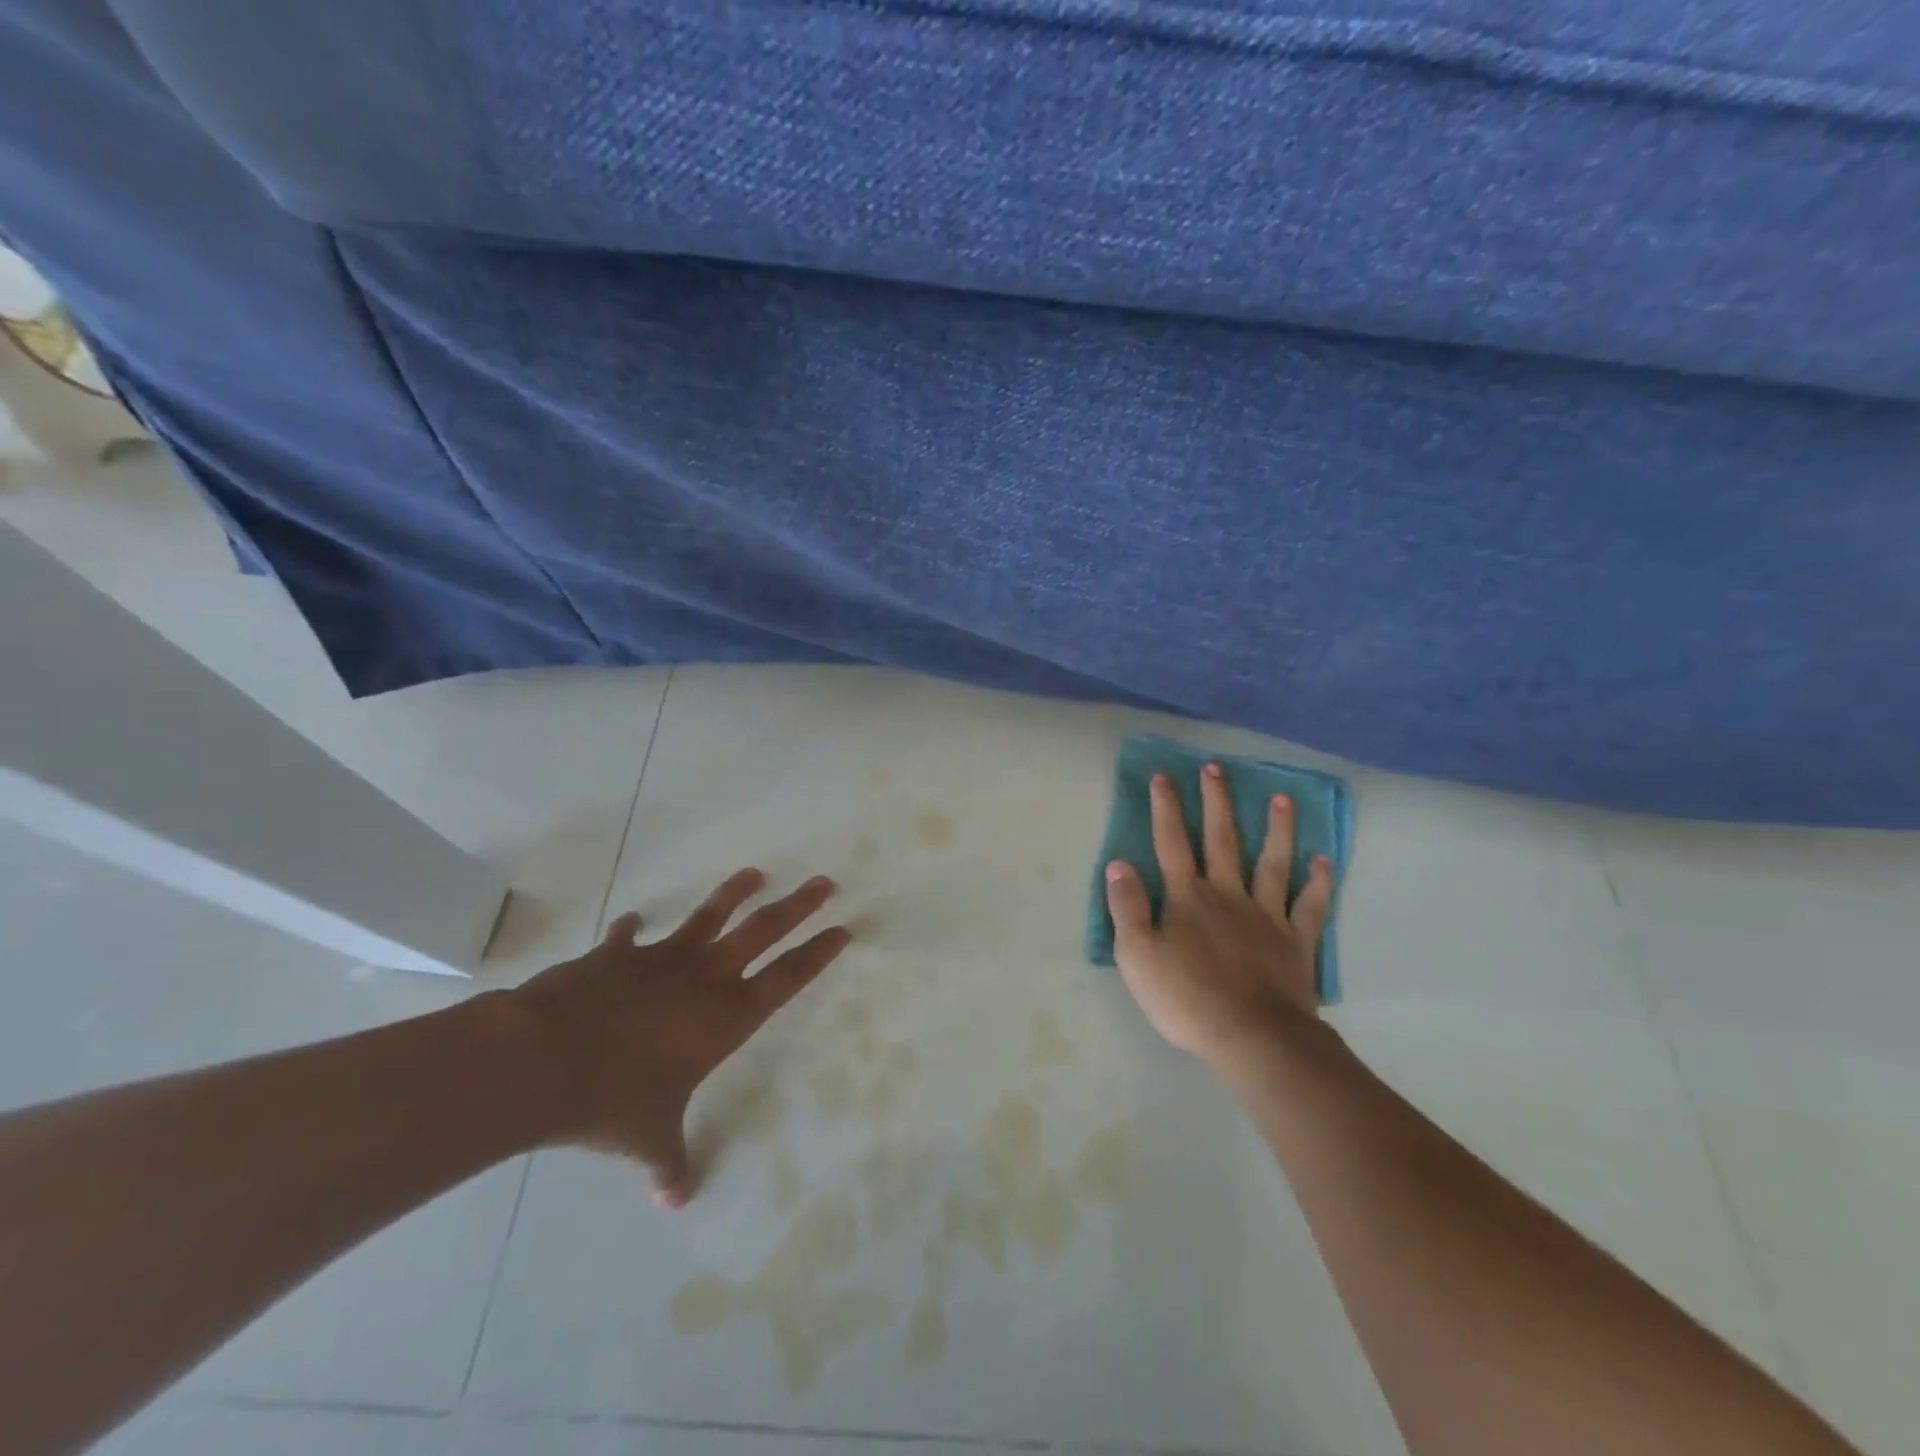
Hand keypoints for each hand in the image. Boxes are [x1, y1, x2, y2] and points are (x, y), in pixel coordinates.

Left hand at [508, 868, 848, 1207]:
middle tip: (824, 881)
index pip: (787, 978)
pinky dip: (632, 929)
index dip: (817, 954)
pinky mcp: (617, 955)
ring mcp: (662, 959)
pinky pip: (629, 936)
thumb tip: (676, 1200)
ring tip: (755, 873)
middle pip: (763, 931)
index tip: (842, 929)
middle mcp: (704, 978)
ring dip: (733, 894)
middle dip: (798, 906)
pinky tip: (633, 920)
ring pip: (709, 917)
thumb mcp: (649, 1138)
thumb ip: (669, 1164)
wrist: (544, 1059)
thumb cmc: (614, 1100)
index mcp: (726, 1016)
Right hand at [1105, 764, 1334, 1069]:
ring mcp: (1266, 915)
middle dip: (1217, 802)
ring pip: (1272, 863)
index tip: (1164, 776)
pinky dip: (1319, 882)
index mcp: (1187, 897)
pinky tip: (1324, 860)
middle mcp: (1227, 894)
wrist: (1252, 1036)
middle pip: (1221, 840)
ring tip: (1282, 798)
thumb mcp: (1136, 955)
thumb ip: (1126, 906)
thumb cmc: (1186, 998)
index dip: (1166, 808)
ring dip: (1277, 829)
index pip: (1172, 843)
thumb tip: (1119, 863)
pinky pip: (1310, 905)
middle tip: (1217, 768)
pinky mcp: (1296, 941)